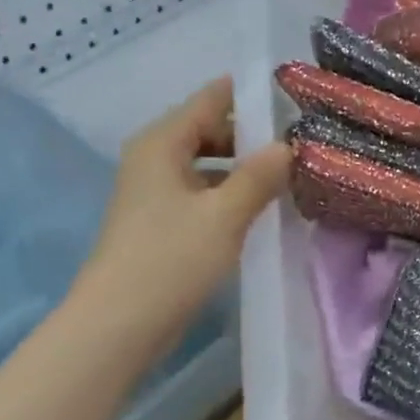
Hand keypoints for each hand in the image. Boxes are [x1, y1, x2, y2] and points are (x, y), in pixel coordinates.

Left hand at [80, 77, 291, 349]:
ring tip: (287, 181)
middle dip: (251, 138)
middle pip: (208, 131)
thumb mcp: (224, 215)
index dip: (251, 96)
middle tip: (299, 148)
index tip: (294, 101)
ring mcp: (154, 193)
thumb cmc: (171, 260)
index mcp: (162, 143)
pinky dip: (228, 196)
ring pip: (206, 166)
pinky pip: (200, 194)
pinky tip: (258, 213)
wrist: (119, 323)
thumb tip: (286, 145)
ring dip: (242, 171)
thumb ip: (258, 176)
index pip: (210, 99)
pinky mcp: (159, 223)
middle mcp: (153, 159)